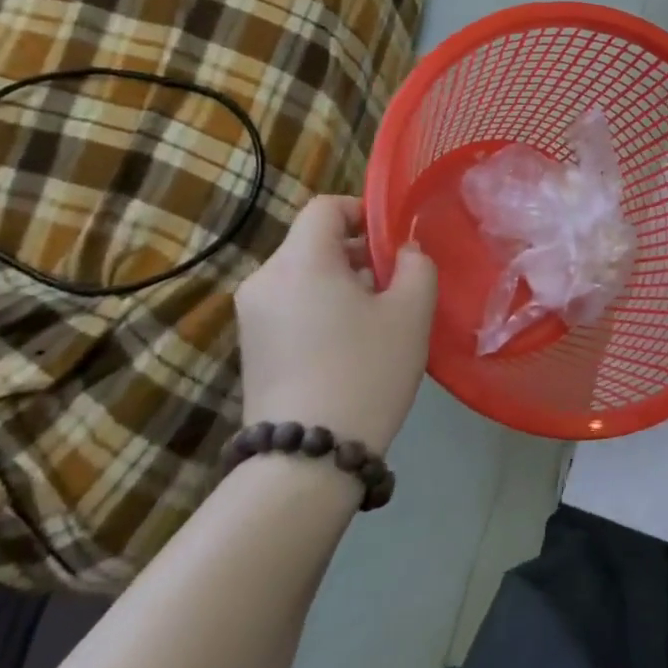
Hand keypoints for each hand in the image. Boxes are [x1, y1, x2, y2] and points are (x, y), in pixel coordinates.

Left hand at [233, 196, 437, 454]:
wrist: (306, 461)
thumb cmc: (366, 371)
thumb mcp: (411, 311)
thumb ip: (416, 264)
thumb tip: (403, 251)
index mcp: (300, 260)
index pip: (325, 207)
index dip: (362, 212)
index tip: (392, 244)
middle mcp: (265, 279)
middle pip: (314, 242)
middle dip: (357, 254)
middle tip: (394, 287)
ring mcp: (252, 316)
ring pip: (304, 275)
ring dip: (341, 283)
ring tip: (375, 321)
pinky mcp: (251, 348)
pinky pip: (291, 305)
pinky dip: (320, 309)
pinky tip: (348, 347)